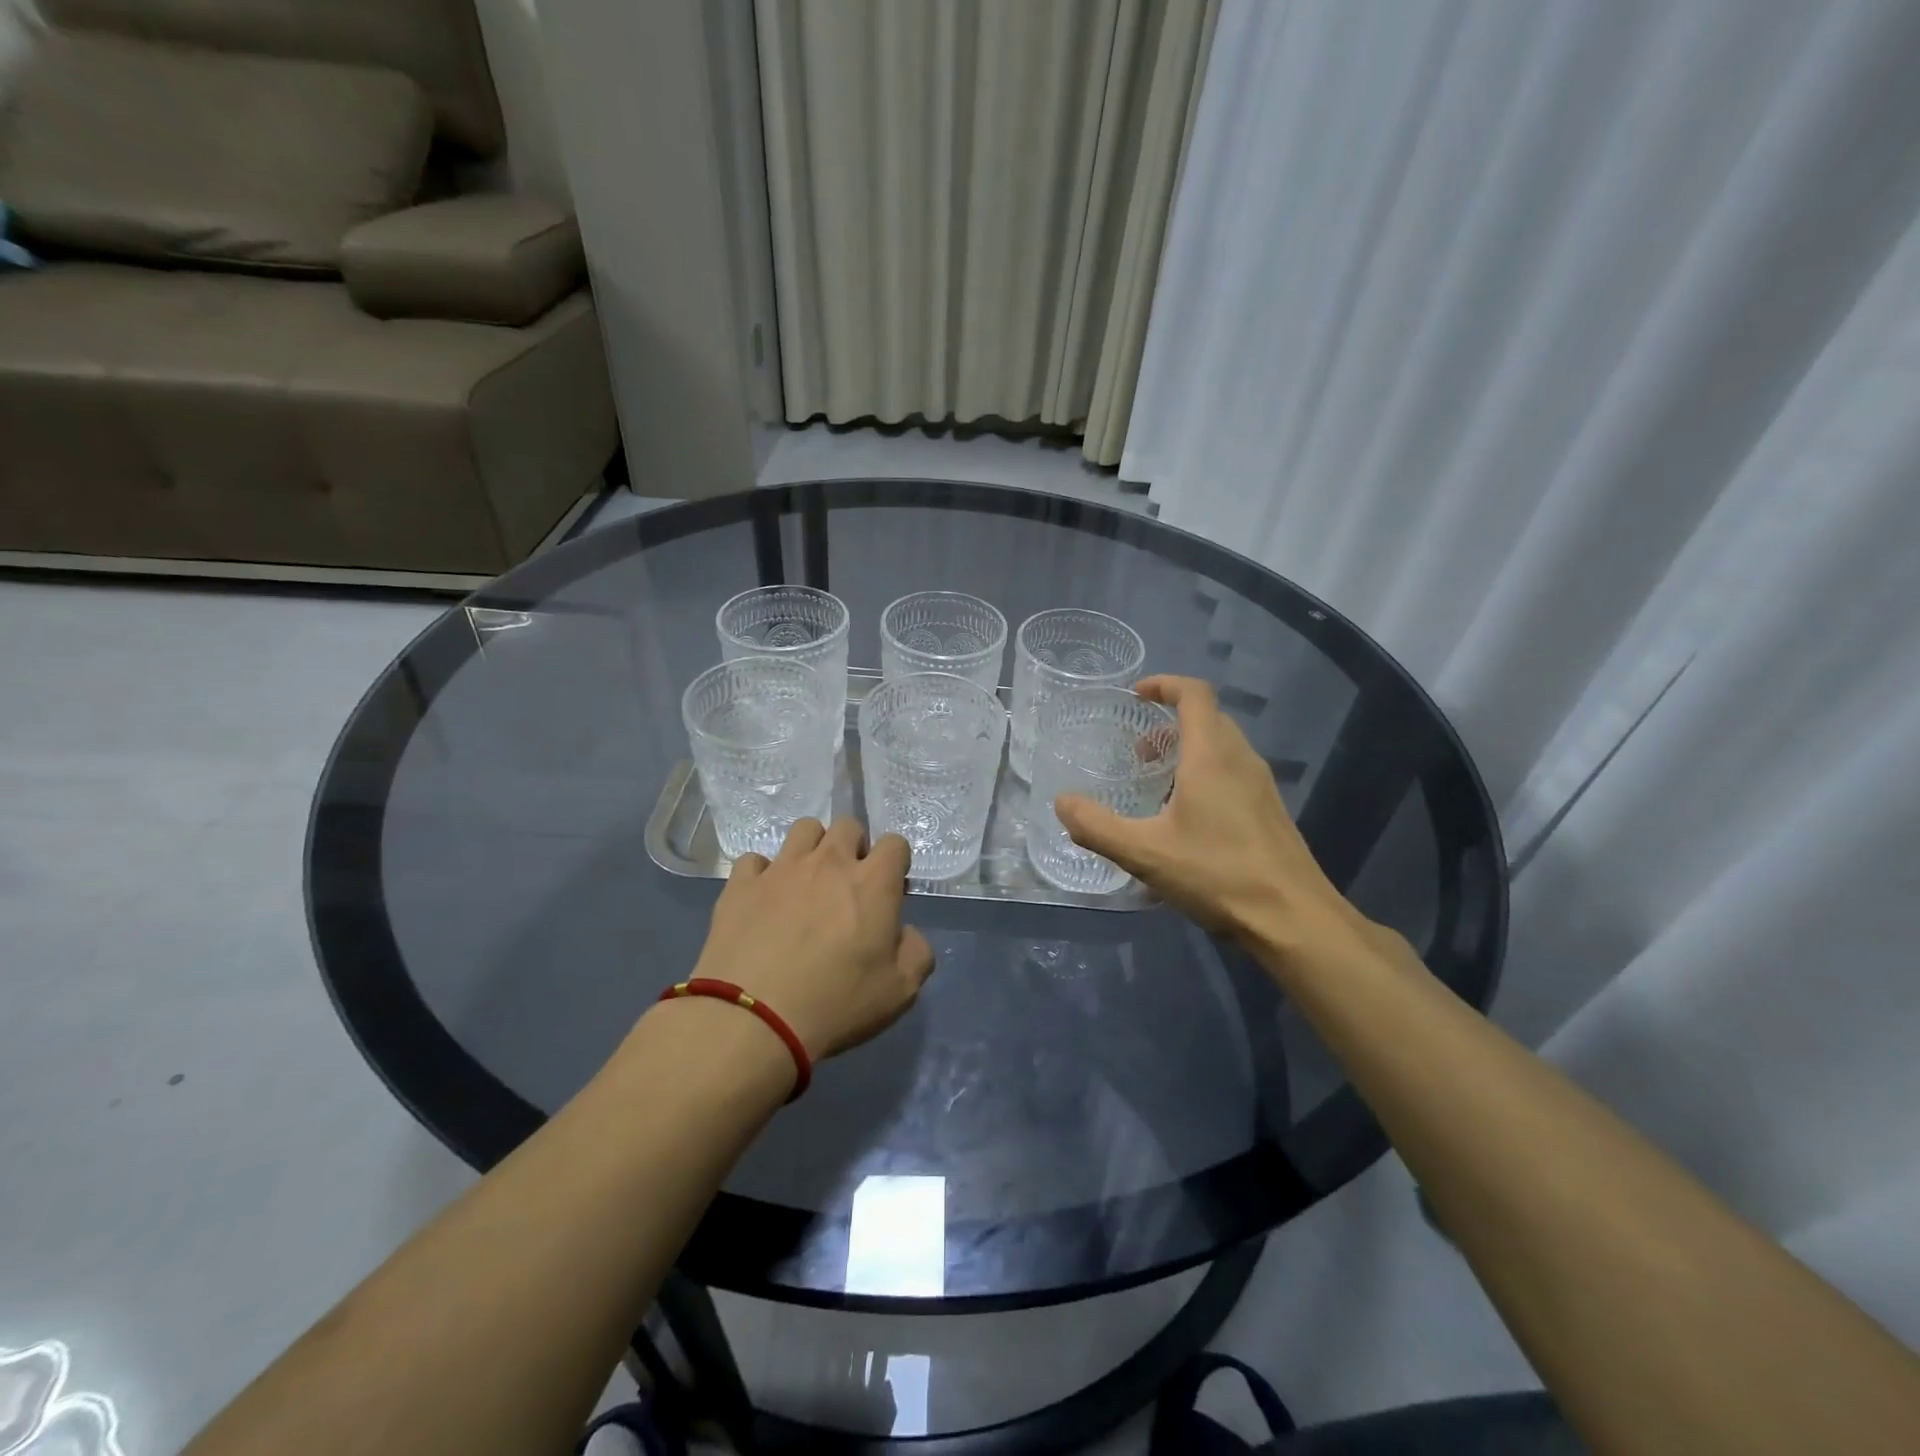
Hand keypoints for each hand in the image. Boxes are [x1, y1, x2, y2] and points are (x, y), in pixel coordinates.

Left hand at [688, 818, 935, 1059]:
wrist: (753, 1019)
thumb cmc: (836, 1004)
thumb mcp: (900, 992)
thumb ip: (916, 952)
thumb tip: (905, 933)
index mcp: (873, 883)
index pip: (895, 843)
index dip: (895, 864)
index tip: (889, 893)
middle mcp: (829, 862)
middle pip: (848, 826)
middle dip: (854, 848)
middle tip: (847, 886)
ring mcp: (781, 868)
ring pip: (803, 829)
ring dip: (812, 849)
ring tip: (806, 883)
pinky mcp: (741, 883)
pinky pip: (755, 860)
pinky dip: (763, 874)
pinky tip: (763, 900)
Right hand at [1053, 676, 1407, 979]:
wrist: (1294, 919)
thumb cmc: (1218, 874)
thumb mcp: (1145, 852)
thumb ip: (1097, 826)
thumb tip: (1062, 803)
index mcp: (1212, 755)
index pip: (1194, 694)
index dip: (1165, 685)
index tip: (1136, 695)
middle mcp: (1241, 759)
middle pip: (1208, 719)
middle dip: (1169, 724)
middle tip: (1137, 752)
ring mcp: (1261, 786)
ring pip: (1222, 748)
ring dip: (1188, 752)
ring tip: (1156, 787)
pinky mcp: (1269, 812)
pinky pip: (1233, 774)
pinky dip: (1205, 775)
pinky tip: (1186, 821)